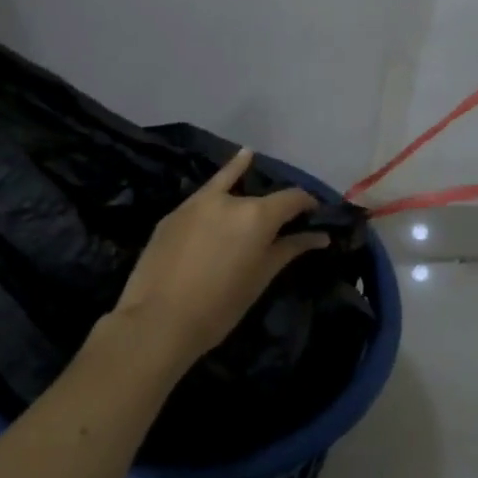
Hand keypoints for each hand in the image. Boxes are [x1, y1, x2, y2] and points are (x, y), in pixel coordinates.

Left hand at [112, 148, 329, 362]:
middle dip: (275, 206)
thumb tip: (319, 236)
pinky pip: (204, 197)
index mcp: (257, 215)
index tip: (314, 214)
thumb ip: (289, 249)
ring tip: (250, 157)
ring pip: (228, 185)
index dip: (308, 204)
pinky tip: (221, 173)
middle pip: (261, 196)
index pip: (293, 198)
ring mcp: (197, 202)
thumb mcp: (260, 278)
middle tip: (281, 221)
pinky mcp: (174, 213)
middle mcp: (230, 199)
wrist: (157, 321)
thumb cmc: (220, 307)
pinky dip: (218, 185)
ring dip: (243, 176)